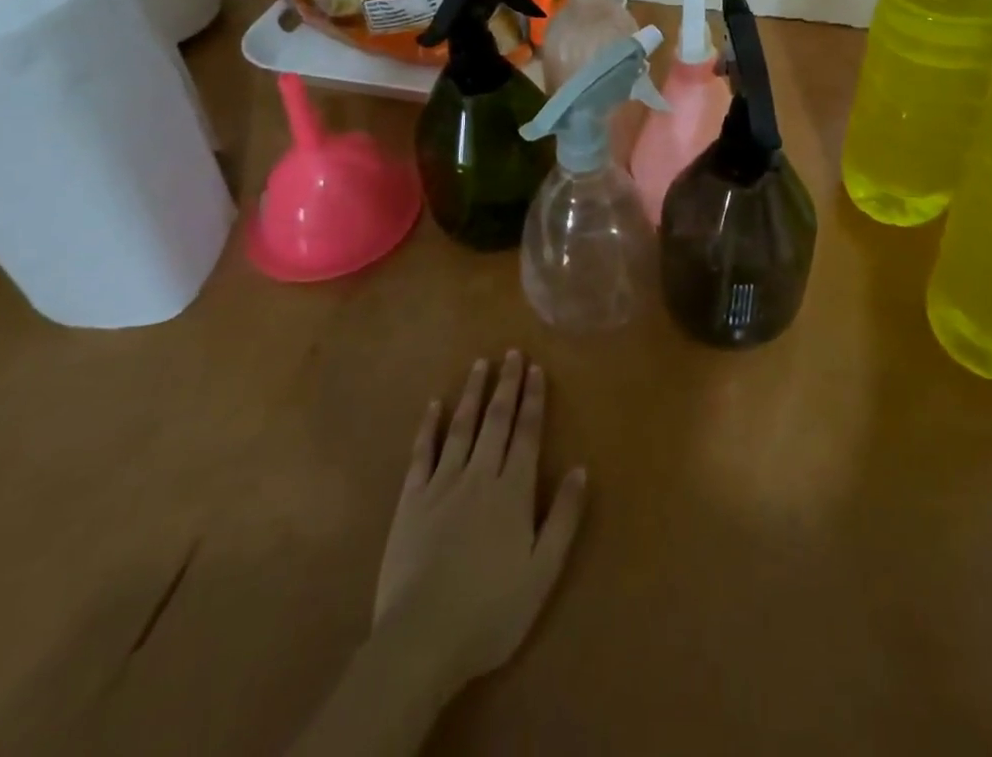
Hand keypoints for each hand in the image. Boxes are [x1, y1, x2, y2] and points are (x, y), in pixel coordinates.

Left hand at [372, 351, 586, 698]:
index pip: (527, 433)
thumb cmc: (490, 611)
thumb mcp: (542, 571)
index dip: (533, 399)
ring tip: (480, 365)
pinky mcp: (410, 501)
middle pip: (496, 421)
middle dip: (506, 385)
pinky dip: (429, 426)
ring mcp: (442, 485)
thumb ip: (563, 517)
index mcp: (513, 491)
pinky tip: (434, 406)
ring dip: (472, 394)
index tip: (536, 369)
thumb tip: (580, 469)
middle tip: (512, 354)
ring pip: (461, 427)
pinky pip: (422, 453)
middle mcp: (480, 475)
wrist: (421, 639)